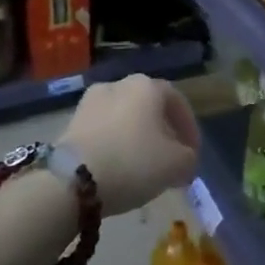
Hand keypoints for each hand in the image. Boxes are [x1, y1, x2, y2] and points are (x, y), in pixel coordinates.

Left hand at [58, 74, 200, 216]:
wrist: (70, 180)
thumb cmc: (132, 162)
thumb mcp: (177, 165)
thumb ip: (189, 158)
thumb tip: (184, 158)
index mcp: (147, 86)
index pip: (177, 102)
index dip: (190, 128)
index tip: (193, 154)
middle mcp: (118, 84)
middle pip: (149, 107)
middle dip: (162, 132)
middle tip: (169, 158)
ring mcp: (91, 101)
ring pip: (125, 118)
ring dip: (137, 137)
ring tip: (142, 166)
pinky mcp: (70, 122)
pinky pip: (104, 130)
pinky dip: (115, 144)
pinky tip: (118, 167)